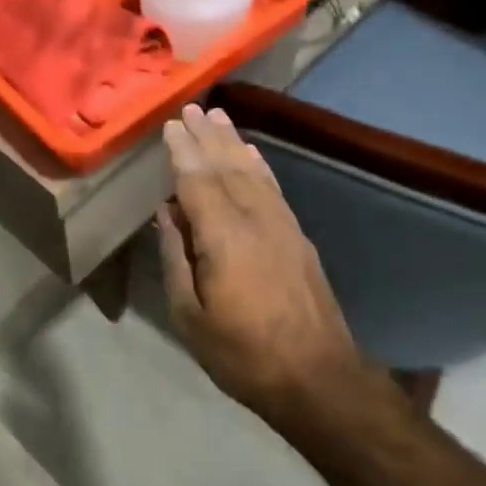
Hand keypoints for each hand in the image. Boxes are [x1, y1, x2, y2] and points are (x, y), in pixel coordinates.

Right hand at [157, 104, 363, 422]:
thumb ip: (176, 258)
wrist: (318, 378)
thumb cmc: (243, 354)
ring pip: (253, 172)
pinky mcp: (298, 237)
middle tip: (191, 108)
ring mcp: (282, 226)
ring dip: (233, 142)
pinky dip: (260, 166)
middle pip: (227, 167)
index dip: (183, 151)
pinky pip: (274, 189)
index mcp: (224, 237)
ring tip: (218, 117)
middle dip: (207, 136)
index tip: (171, 124)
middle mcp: (256, 220)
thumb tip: (167, 213)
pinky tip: (252, 154)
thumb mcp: (190, 316)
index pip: (198, 181)